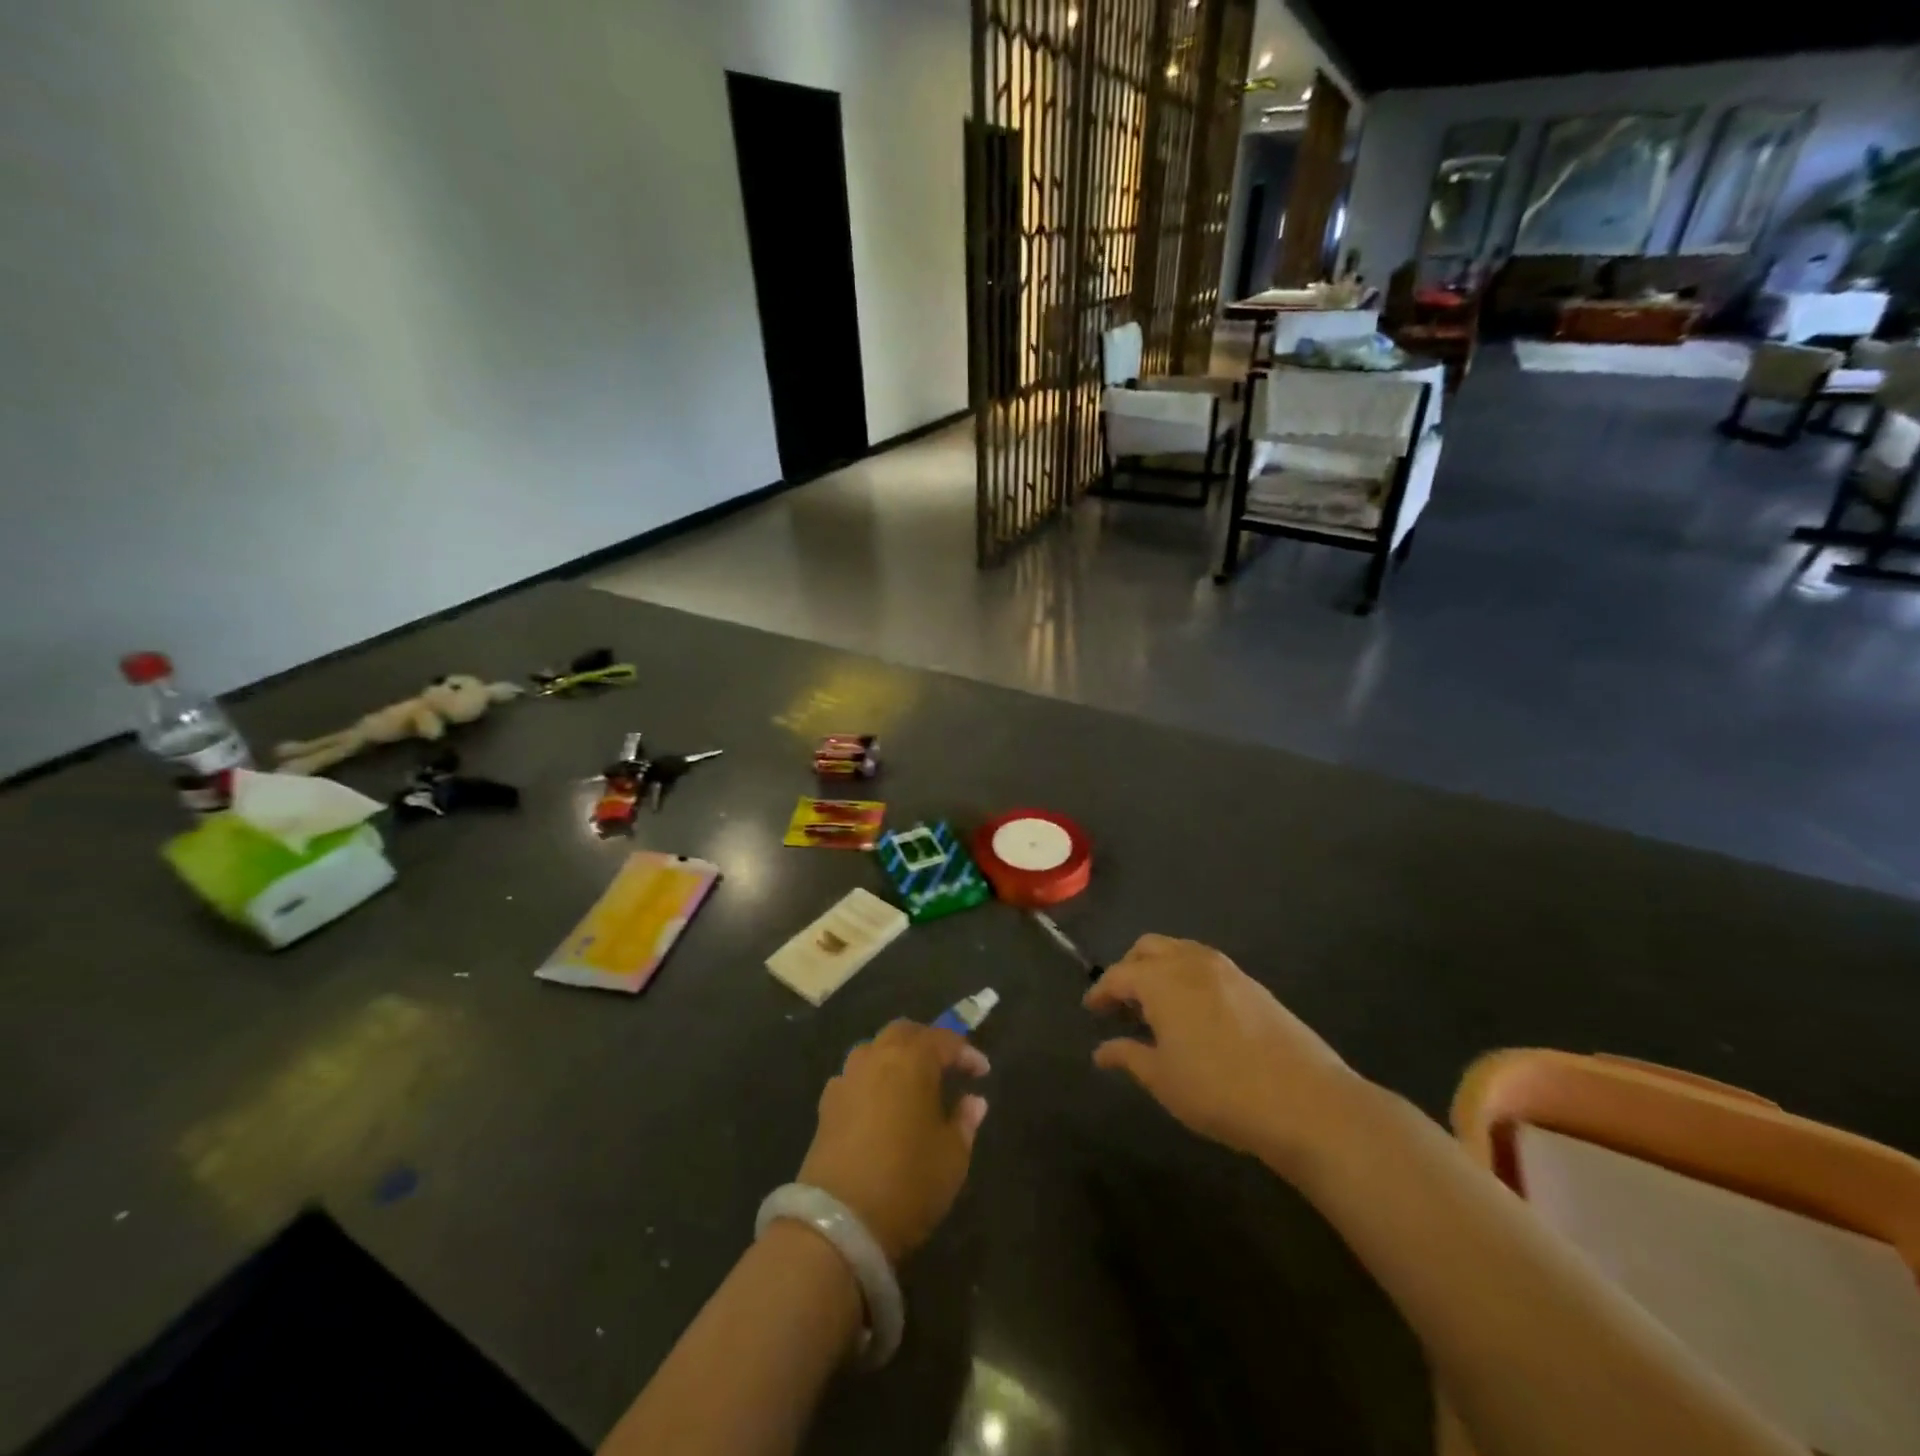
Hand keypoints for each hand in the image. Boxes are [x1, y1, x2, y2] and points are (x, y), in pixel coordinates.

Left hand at [796, 1021, 989, 1264]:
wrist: (838, 1221)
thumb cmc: (907, 1181)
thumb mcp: (952, 1157)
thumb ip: (965, 1122)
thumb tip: (973, 1101)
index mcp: (911, 1060)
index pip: (945, 1040)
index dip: (966, 1053)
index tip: (982, 1072)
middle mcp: (876, 1057)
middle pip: (904, 1032)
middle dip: (927, 1042)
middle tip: (946, 1065)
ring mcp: (847, 1078)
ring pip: (875, 1050)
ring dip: (896, 1057)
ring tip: (912, 1083)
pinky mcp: (827, 1104)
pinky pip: (855, 1077)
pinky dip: (872, 1081)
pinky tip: (880, 1104)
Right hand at [1085, 935, 1359, 1173]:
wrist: (1306, 1101)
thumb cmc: (1220, 1091)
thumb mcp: (1163, 1080)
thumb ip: (1128, 1057)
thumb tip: (1101, 1050)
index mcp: (1161, 980)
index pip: (1118, 975)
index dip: (1101, 991)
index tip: (1091, 1008)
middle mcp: (1190, 962)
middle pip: (1148, 948)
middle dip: (1129, 969)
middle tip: (1123, 1003)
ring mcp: (1226, 970)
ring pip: (1180, 951)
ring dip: (1160, 968)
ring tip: (1157, 1006)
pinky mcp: (1253, 985)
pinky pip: (1206, 965)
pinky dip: (1188, 976)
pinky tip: (1194, 1012)